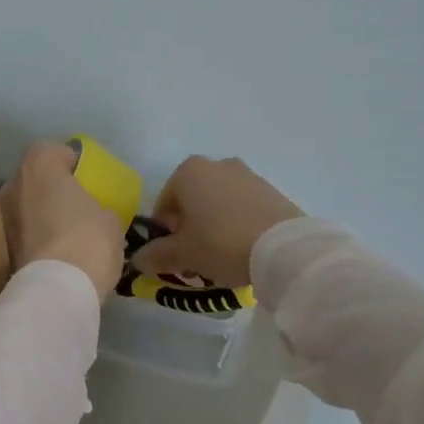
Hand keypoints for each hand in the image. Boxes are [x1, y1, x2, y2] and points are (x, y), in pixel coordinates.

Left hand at [1, 141, 122, 301]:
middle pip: (34, 178)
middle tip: (75, 208)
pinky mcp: (0, 247)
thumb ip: (100, 207)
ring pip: (25, 206)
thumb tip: (97, 215)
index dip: (69, 162)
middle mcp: (13, 183)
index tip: (85, 179)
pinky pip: (22, 233)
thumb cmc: (88, 240)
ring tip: (65, 234)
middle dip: (52, 190)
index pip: (52, 151)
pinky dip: (35, 238)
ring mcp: (2, 216)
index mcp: (40, 165)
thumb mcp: (111, 219)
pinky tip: (54, 254)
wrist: (57, 289)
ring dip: (41, 215)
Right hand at [131, 156, 303, 290]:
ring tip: (223, 257)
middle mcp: (217, 164)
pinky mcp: (272, 191)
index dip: (165, 234)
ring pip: (219, 203)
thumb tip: (138, 258)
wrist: (284, 248)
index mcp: (189, 171)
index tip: (174, 257)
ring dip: (214, 226)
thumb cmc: (221, 243)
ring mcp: (247, 175)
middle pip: (193, 201)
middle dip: (190, 228)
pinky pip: (244, 208)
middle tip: (197, 258)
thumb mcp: (183, 254)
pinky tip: (245, 249)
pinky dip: (239, 224)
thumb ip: (156, 254)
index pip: (164, 204)